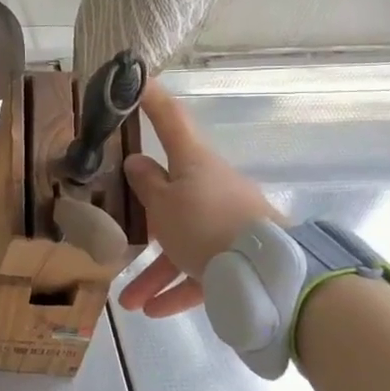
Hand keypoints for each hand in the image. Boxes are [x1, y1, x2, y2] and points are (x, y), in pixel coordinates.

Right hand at [120, 80, 282, 318]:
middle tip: (119, 230)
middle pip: (171, 195)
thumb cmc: (205, 225)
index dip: (151, 98)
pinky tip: (155, 311)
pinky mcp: (238, 257)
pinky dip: (178, 289)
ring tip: (128, 301)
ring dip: (154, 271)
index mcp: (194, 163)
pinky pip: (201, 271)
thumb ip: (145, 184)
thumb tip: (136, 162)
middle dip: (144, 220)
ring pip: (182, 242)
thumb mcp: (162, 204)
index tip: (137, 79)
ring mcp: (227, 222)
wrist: (270, 274)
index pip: (170, 119)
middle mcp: (211, 187)